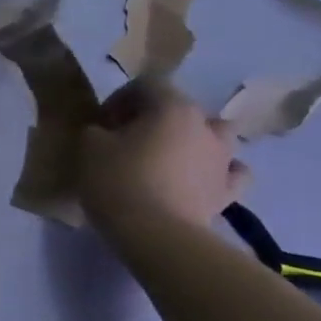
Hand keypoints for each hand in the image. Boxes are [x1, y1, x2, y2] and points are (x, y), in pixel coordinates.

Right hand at [76, 79, 250, 229]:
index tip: (102, 123)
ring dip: (193, 140)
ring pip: (214, 135)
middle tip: (128, 141)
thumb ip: (96, 130)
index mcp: (171, 107)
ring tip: (168, 159)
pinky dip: (219, 172)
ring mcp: (223, 159)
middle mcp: (205, 125)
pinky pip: (231, 172)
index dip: (120, 99)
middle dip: (153, 119)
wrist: (158, 235)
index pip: (147, 84)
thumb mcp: (89, 147)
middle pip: (179, 108)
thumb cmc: (119, 182)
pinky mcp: (229, 191)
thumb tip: (105, 132)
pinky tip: (202, 179)